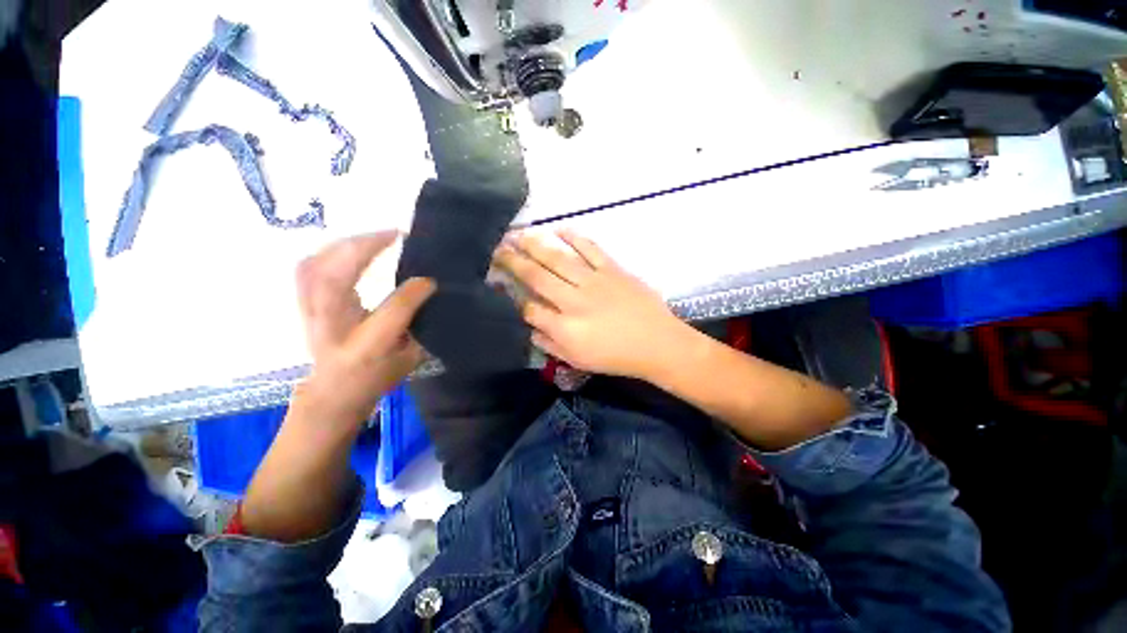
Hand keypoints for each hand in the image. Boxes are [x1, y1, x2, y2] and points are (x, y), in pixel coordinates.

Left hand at [294, 232, 434, 425]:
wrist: (334, 392)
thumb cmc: (378, 377)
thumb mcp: (410, 358)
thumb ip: (420, 324)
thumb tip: (429, 289)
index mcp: (367, 348)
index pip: (391, 312)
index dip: (413, 292)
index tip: (431, 279)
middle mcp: (333, 329)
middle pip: (336, 280)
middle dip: (364, 249)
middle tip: (393, 234)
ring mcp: (311, 315)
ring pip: (315, 269)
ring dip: (344, 246)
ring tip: (373, 236)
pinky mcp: (303, 305)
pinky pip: (306, 269)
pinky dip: (326, 252)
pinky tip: (347, 246)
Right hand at [493, 230, 687, 379]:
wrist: (657, 343)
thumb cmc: (616, 357)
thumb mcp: (578, 361)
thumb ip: (550, 345)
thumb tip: (530, 329)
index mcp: (565, 327)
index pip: (529, 309)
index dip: (513, 297)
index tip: (502, 286)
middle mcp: (573, 300)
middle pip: (536, 277)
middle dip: (513, 262)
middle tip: (497, 248)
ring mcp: (593, 281)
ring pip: (558, 259)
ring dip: (535, 245)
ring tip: (518, 234)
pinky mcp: (612, 270)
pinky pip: (590, 249)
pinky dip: (574, 237)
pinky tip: (559, 229)